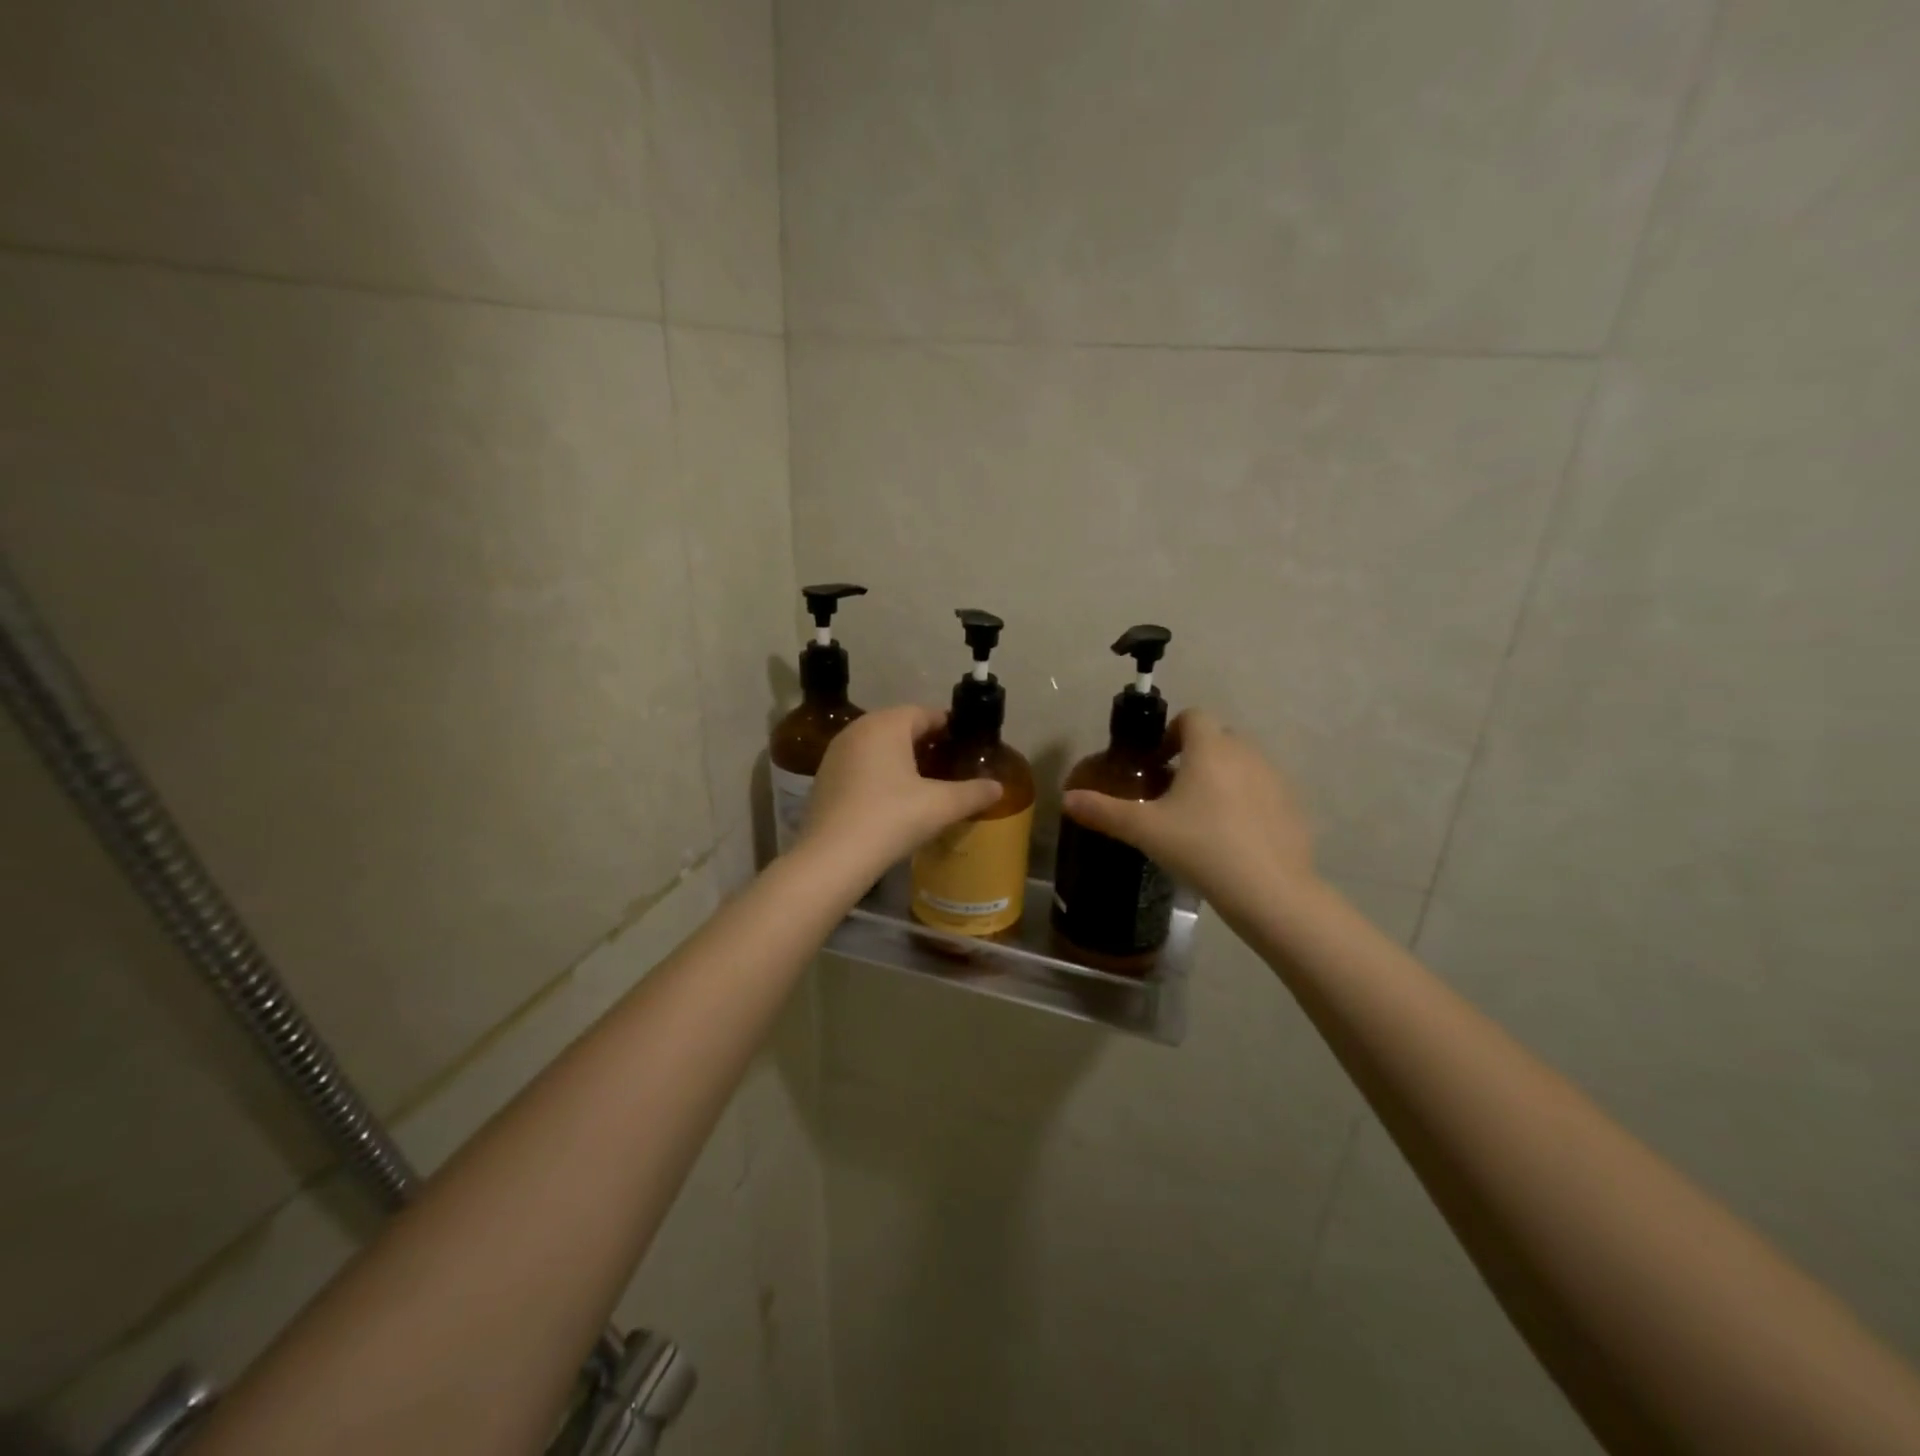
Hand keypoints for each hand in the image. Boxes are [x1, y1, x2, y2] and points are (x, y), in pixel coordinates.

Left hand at [801, 705, 1002, 875]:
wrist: (832, 858)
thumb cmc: (890, 819)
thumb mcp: (940, 806)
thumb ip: (973, 793)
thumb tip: (998, 788)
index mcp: (886, 724)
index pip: (926, 713)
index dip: (950, 727)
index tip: (967, 746)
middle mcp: (858, 729)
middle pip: (900, 727)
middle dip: (926, 743)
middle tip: (950, 765)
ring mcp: (836, 753)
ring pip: (878, 746)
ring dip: (901, 758)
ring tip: (925, 783)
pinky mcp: (824, 778)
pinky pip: (861, 764)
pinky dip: (879, 773)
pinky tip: (893, 799)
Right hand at [1061, 709, 1315, 921]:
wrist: (1270, 892)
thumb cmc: (1202, 848)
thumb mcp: (1145, 830)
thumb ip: (1103, 811)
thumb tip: (1066, 799)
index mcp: (1211, 748)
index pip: (1192, 716)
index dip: (1170, 732)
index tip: (1155, 763)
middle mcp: (1247, 753)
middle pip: (1218, 738)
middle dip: (1195, 755)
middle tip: (1172, 791)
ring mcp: (1276, 780)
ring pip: (1243, 765)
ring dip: (1221, 778)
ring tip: (1201, 816)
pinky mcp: (1293, 808)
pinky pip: (1263, 792)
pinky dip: (1246, 803)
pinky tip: (1233, 838)